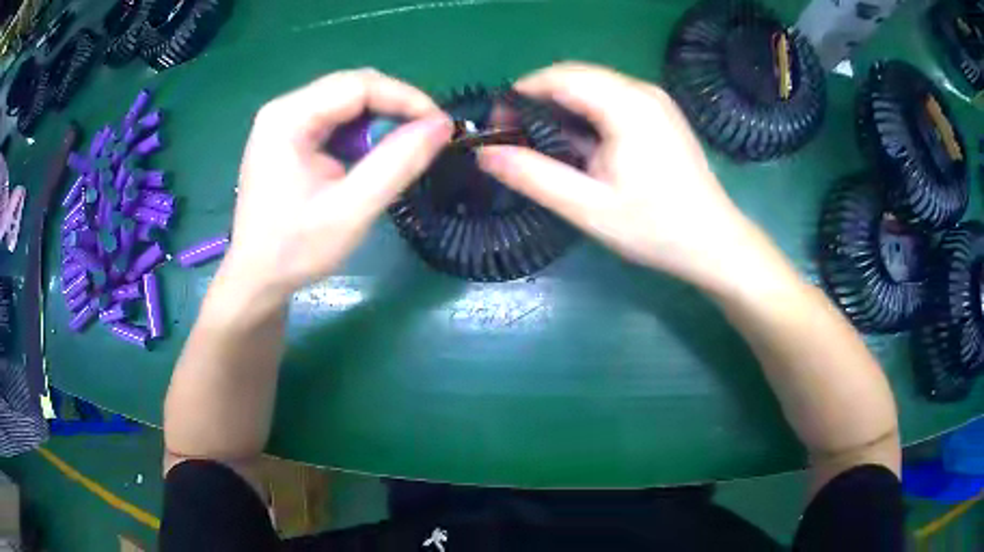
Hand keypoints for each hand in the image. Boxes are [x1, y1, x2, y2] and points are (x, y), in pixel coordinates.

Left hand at [221, 69, 452, 299]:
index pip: (358, 85)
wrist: (257, 279)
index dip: (406, 98)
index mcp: (287, 118)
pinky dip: (362, 134)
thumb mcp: (350, 211)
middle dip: (395, 108)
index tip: (440, 126)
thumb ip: (396, 164)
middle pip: (352, 88)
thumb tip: (441, 126)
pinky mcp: (289, 137)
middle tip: (426, 139)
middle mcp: (283, 109)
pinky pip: (336, 120)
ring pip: (347, 102)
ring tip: (402, 151)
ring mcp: (284, 122)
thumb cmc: (295, 250)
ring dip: (380, 122)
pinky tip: (371, 159)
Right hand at [477, 63, 758, 291]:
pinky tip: (579, 147)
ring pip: (592, 88)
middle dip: (537, 100)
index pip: (560, 76)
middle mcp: (642, 91)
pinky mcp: (659, 115)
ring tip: (541, 145)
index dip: (521, 94)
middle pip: (575, 77)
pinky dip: (584, 115)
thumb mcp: (590, 208)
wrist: (715, 243)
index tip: (498, 125)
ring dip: (560, 108)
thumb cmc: (657, 229)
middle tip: (514, 138)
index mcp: (627, 105)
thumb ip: (535, 177)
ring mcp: (654, 101)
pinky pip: (610, 100)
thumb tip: (486, 154)